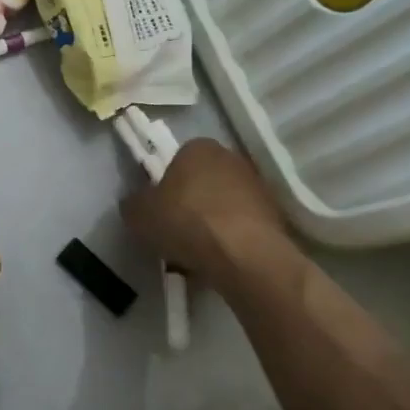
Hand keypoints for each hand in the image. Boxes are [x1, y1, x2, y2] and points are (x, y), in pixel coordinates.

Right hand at [122, 138, 301, 290]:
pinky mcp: (275, 215)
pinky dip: (232, 240)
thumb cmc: (186, 221)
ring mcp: (257, 186)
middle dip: (191, 205)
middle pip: (202, 183)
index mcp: (198, 147)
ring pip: (224, 206)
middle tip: (177, 234)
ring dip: (212, 225)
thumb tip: (136, 204)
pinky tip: (220, 262)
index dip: (166, 188)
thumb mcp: (139, 214)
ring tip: (198, 256)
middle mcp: (231, 158)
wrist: (244, 255)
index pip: (177, 161)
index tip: (161, 213)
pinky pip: (243, 227)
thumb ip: (134, 204)